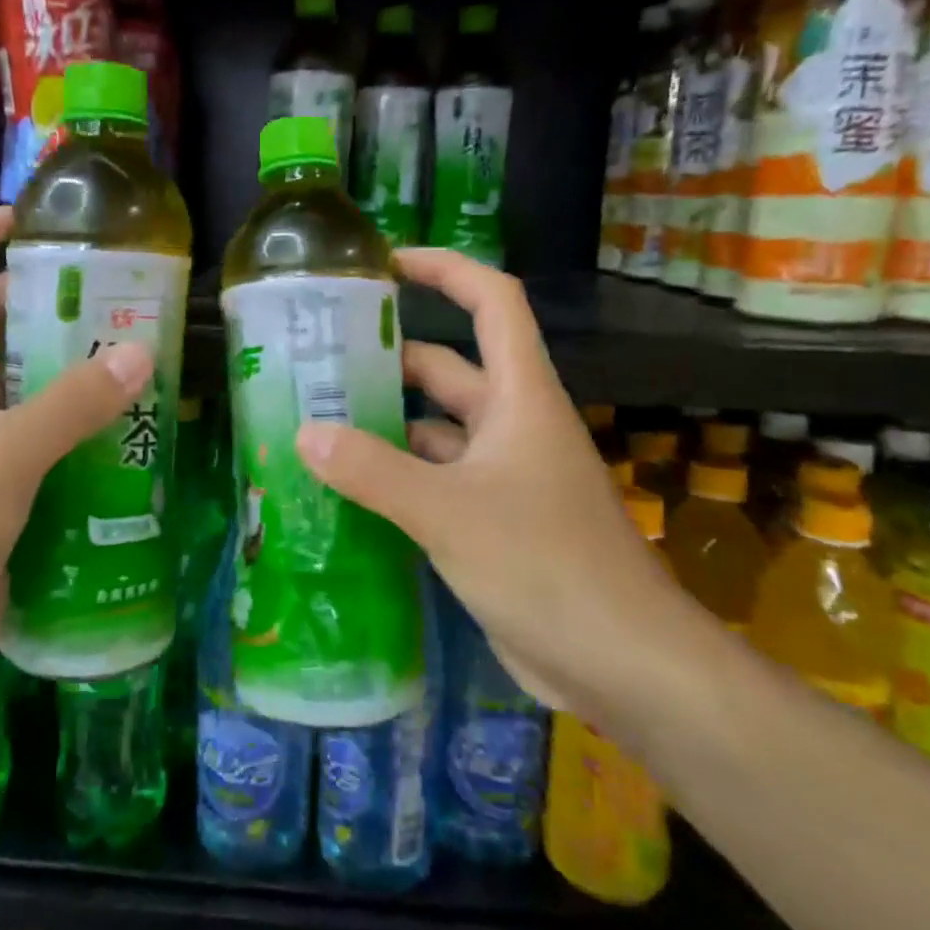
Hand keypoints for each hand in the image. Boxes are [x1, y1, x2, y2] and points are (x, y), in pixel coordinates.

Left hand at [0, 207, 153, 713]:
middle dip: (33, 307)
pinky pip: (24, 436)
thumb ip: (74, 402)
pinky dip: (61, 426)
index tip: (23, 222)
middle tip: (103, 302)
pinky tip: (114, 428)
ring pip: (7, 384)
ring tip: (123, 358)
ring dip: (55, 370)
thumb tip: (140, 353)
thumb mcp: (5, 453)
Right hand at [293, 249, 675, 714]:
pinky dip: (395, 478)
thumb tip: (304, 433)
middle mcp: (512, 425)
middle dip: (389, 358)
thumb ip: (374, 472)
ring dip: (384, 425)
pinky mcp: (492, 522)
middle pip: (447, 368)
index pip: (491, 302)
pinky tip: (347, 489)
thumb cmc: (548, 566)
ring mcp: (503, 476)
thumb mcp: (450, 512)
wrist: (625, 666)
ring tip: (316, 423)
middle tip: (318, 360)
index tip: (387, 263)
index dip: (445, 269)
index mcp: (520, 396)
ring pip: (435, 431)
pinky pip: (434, 481)